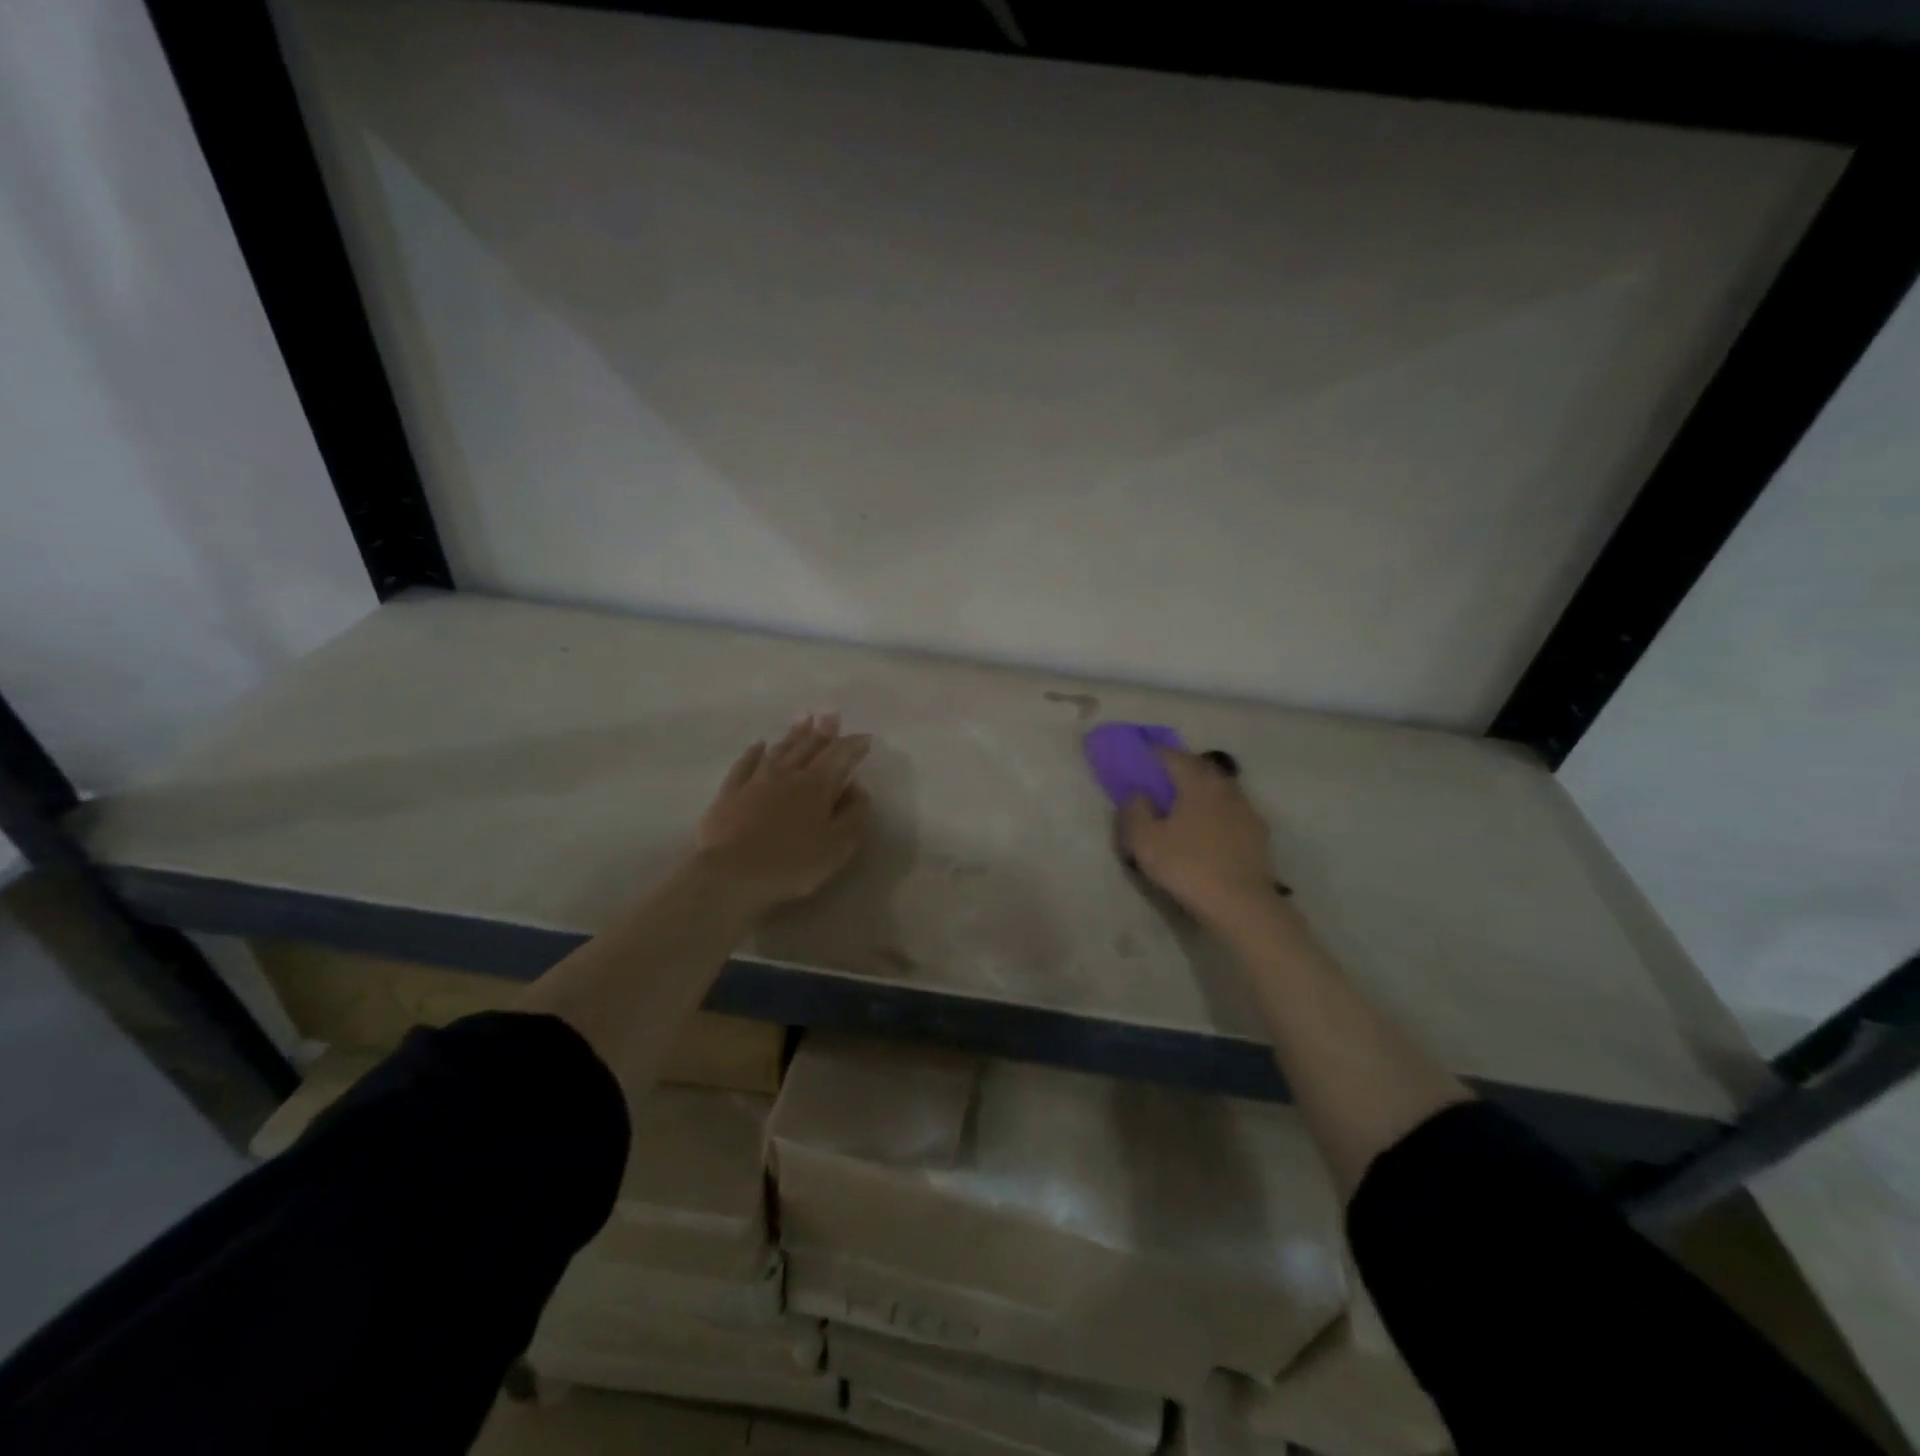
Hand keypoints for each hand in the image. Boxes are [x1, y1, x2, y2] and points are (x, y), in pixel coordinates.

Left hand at [696, 714, 872, 910]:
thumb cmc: (793, 863)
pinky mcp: (730, 793)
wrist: (731, 874)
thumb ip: (853, 815)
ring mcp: (756, 781)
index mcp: (817, 786)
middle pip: (809, 746)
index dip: (853, 745)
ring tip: (805, 720)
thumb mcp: (838, 846)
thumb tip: (858, 788)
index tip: (865, 738)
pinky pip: (744, 764)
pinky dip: (754, 752)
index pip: (840, 756)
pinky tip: (759, 744)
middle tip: (832, 715)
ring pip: (779, 750)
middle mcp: (788, 774)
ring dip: (794, 734)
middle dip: (824, 731)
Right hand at [1121, 749, 1278, 925]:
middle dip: (1180, 768)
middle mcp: (1225, 787)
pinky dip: (1216, 810)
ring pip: (1219, 788)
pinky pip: (1231, 810)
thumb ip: (1135, 810)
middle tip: (1161, 777)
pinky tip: (1208, 827)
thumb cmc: (1187, 866)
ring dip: (1201, 789)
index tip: (1140, 756)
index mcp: (1197, 782)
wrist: (1242, 905)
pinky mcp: (1258, 833)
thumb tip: (1137, 792)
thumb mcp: (1145, 840)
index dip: (1154, 753)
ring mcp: (1246, 810)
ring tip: (1184, 803)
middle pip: (1200, 767)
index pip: (1173, 756)